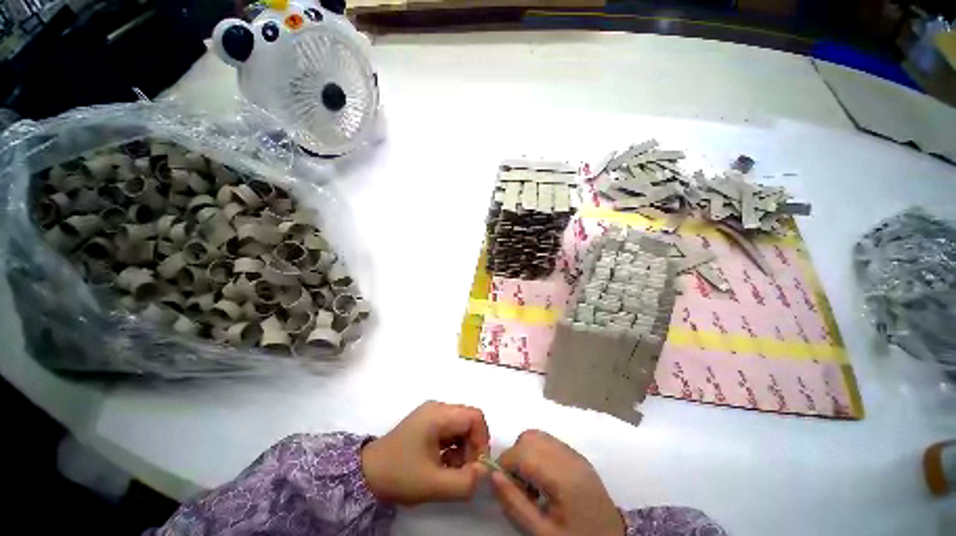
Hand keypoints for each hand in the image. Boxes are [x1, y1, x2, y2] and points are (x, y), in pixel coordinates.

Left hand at [361, 400, 489, 505]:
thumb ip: (465, 481)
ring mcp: (431, 414)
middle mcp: (437, 408)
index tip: (476, 466)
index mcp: (439, 415)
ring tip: (450, 470)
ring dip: (462, 449)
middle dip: (472, 446)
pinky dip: (453, 447)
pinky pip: (450, 430)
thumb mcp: (434, 484)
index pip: (475, 417)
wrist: (367, 474)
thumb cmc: (399, 475)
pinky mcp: (427, 422)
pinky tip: (442, 463)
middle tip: (464, 471)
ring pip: (460, 426)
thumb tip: (485, 471)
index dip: (481, 440)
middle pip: (468, 420)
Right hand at [492, 430, 624, 535]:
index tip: (500, 482)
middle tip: (518, 485)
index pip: (523, 453)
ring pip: (538, 435)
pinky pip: (549, 441)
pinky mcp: (578, 455)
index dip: (505, 463)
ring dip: (526, 451)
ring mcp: (575, 453)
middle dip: (515, 456)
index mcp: (562, 477)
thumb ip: (515, 503)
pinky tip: (543, 477)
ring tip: (530, 481)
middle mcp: (569, 457)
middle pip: (529, 437)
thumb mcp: (542, 532)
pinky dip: (538, 451)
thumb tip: (493, 475)